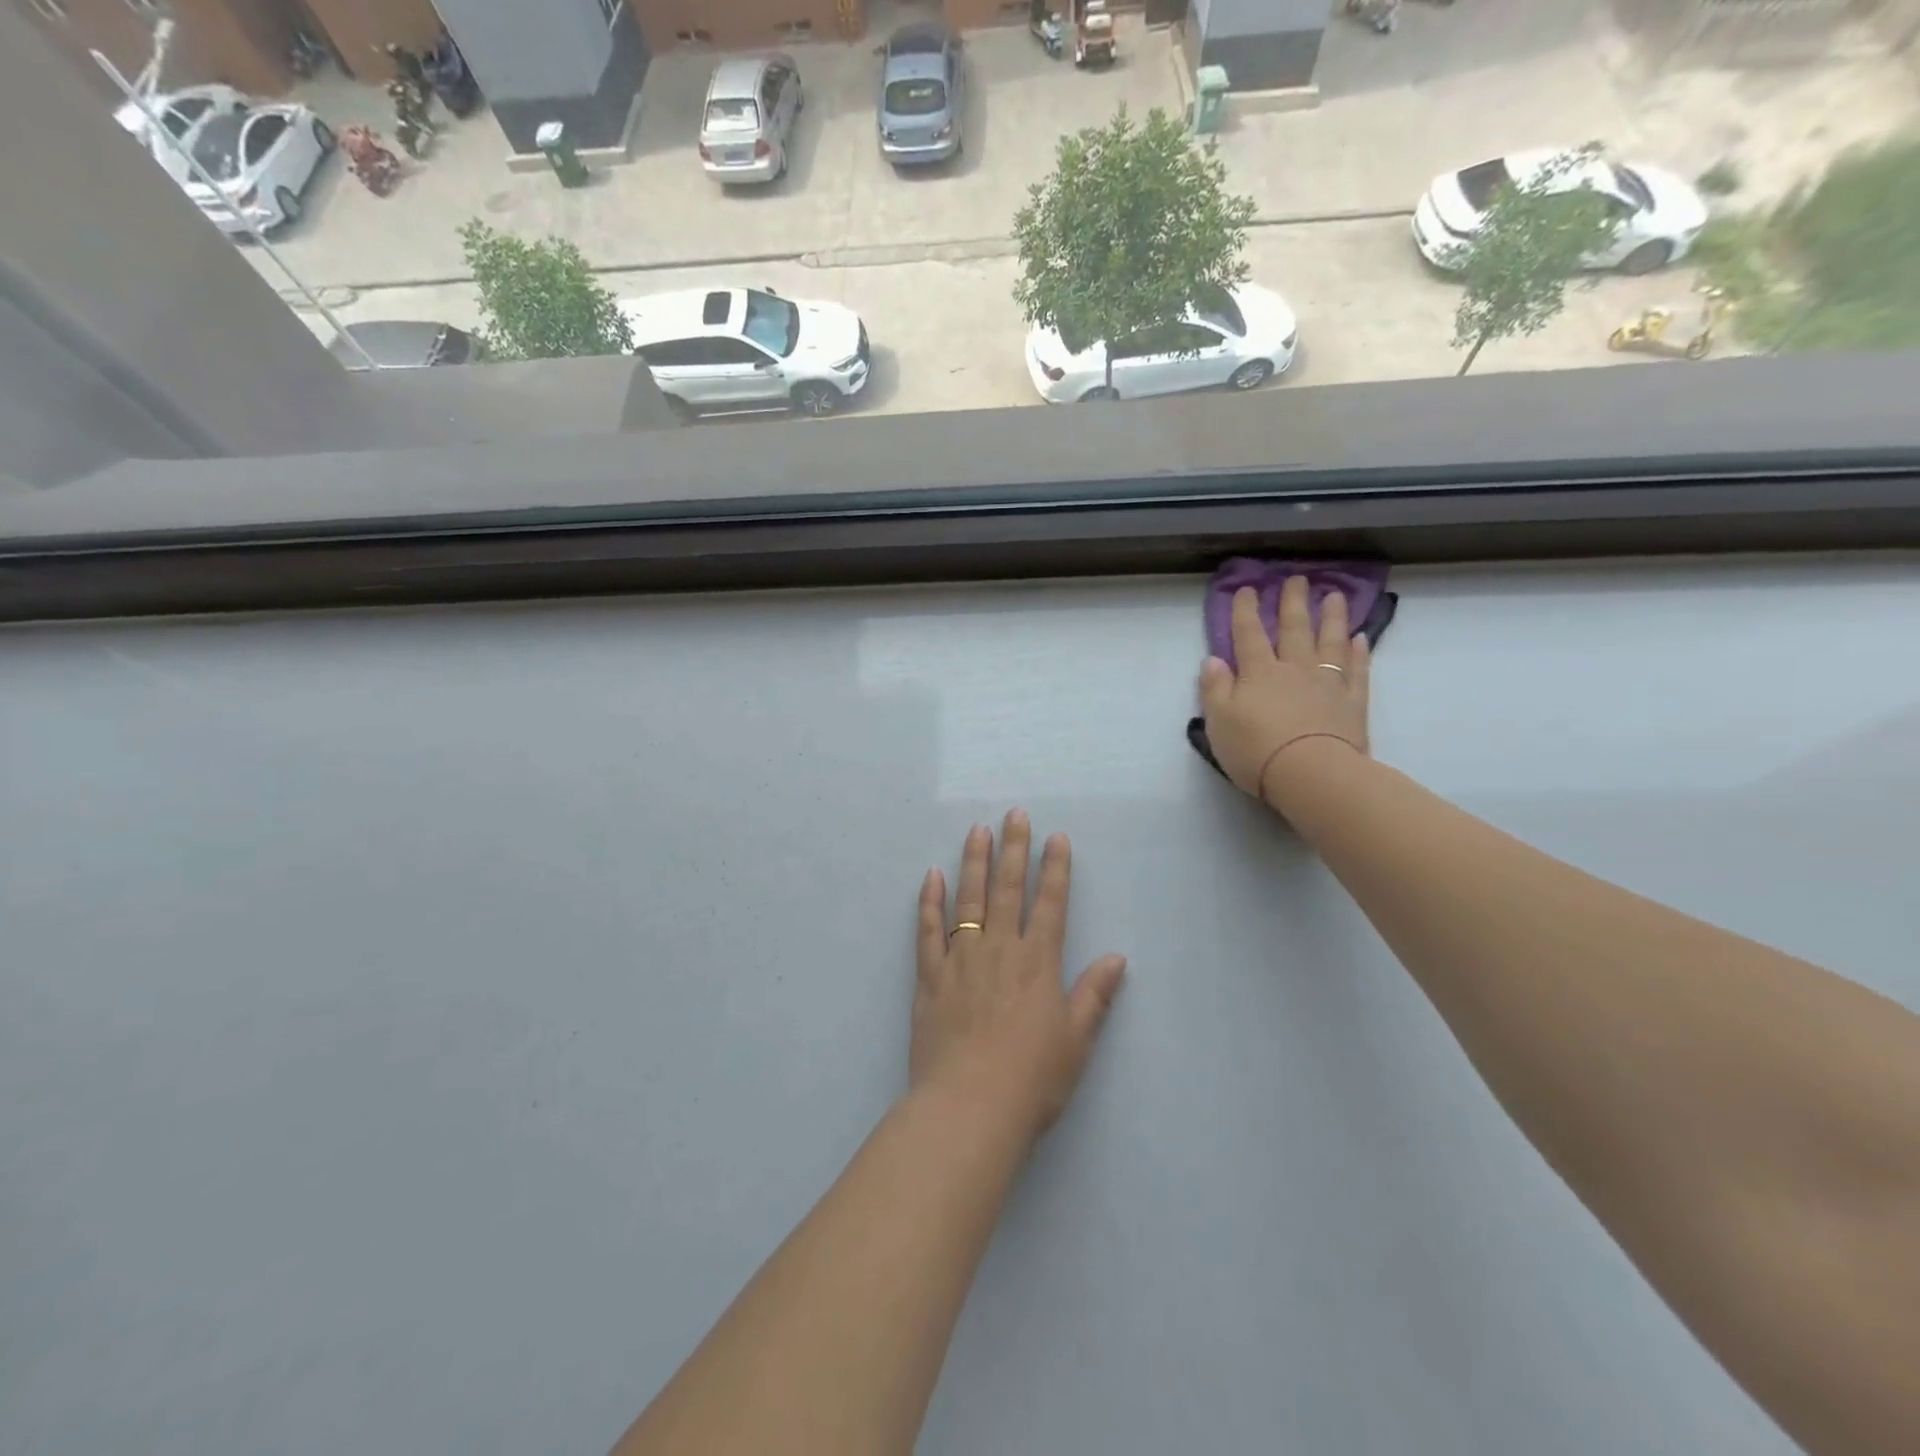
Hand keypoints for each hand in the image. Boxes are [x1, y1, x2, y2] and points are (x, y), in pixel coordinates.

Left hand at [913, 810, 1126, 1144]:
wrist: (969, 1107)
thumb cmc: (1032, 1079)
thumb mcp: (1076, 1040)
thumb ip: (1094, 995)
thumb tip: (1118, 958)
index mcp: (1038, 962)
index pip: (1051, 903)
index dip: (1056, 868)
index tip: (1056, 838)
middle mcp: (1000, 949)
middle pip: (1008, 889)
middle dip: (1014, 849)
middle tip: (1015, 814)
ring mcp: (961, 959)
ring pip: (968, 898)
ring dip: (974, 862)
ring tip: (977, 830)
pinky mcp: (930, 976)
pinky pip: (928, 930)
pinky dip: (929, 901)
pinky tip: (931, 876)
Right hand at [1198, 578, 1370, 805]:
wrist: (1312, 774)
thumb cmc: (1256, 749)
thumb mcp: (1219, 721)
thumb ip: (1214, 688)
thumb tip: (1213, 660)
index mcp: (1259, 673)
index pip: (1249, 634)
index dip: (1245, 611)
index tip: (1247, 589)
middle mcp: (1294, 669)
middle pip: (1294, 629)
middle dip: (1292, 603)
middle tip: (1297, 579)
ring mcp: (1328, 683)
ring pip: (1330, 642)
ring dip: (1331, 618)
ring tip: (1333, 596)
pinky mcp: (1353, 703)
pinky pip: (1357, 670)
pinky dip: (1359, 653)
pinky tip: (1360, 638)